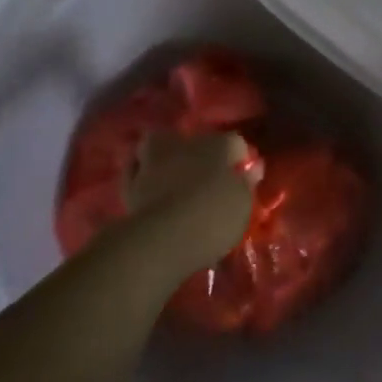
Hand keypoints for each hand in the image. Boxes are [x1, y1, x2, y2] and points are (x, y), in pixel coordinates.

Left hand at [121, 132, 260, 274]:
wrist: (161, 239)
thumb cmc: (212, 218)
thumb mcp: (243, 205)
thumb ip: (246, 184)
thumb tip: (251, 170)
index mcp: (218, 145)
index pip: (236, 143)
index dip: (240, 160)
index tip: (242, 178)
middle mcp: (185, 143)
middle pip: (196, 141)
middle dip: (200, 154)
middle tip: (205, 177)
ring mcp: (154, 160)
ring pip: (160, 149)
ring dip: (166, 159)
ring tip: (171, 179)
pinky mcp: (129, 183)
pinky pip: (136, 172)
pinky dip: (141, 177)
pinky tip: (148, 189)